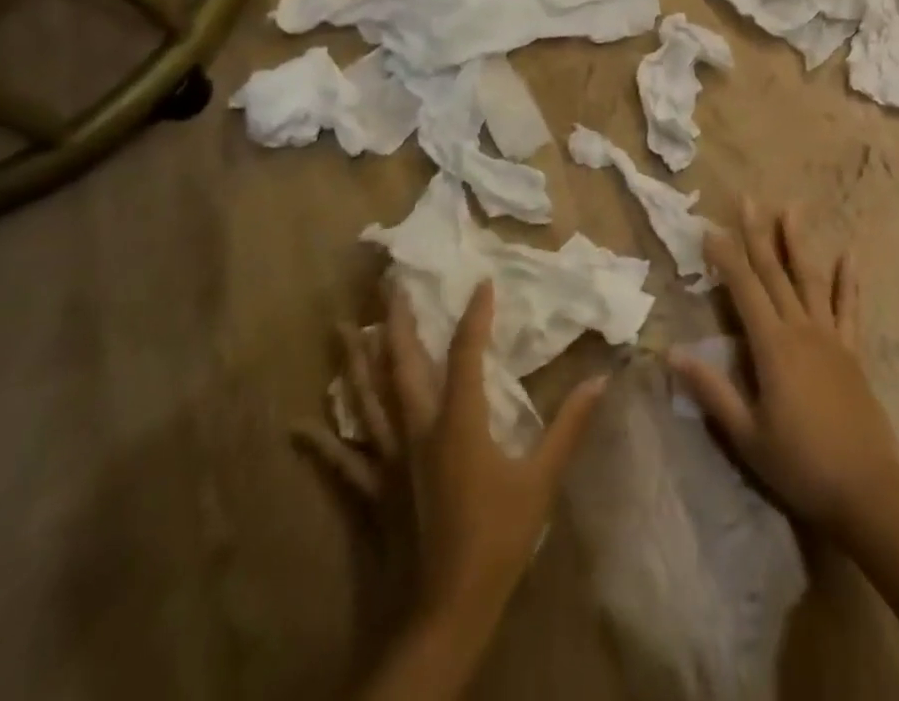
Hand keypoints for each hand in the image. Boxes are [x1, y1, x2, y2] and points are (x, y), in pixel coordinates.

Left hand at [297, 280, 605, 628]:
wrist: (444, 615)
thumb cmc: (497, 541)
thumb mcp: (542, 481)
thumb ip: (570, 426)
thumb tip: (601, 380)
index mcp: (459, 422)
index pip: (467, 354)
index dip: (475, 315)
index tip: (482, 282)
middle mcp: (417, 431)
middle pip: (402, 366)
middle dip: (397, 322)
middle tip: (389, 285)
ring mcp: (388, 462)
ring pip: (367, 402)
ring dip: (355, 363)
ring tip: (340, 328)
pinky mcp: (370, 494)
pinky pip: (341, 462)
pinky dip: (322, 442)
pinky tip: (297, 426)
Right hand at [669, 203, 898, 533]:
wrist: (867, 488)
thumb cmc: (800, 464)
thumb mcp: (747, 435)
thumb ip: (712, 391)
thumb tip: (672, 354)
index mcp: (772, 346)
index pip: (744, 290)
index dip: (726, 257)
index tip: (710, 228)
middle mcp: (801, 329)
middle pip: (775, 273)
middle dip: (758, 234)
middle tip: (748, 199)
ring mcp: (830, 337)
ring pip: (810, 279)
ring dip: (798, 243)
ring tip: (792, 208)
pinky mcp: (852, 351)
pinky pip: (849, 307)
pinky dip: (848, 280)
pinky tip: (849, 254)